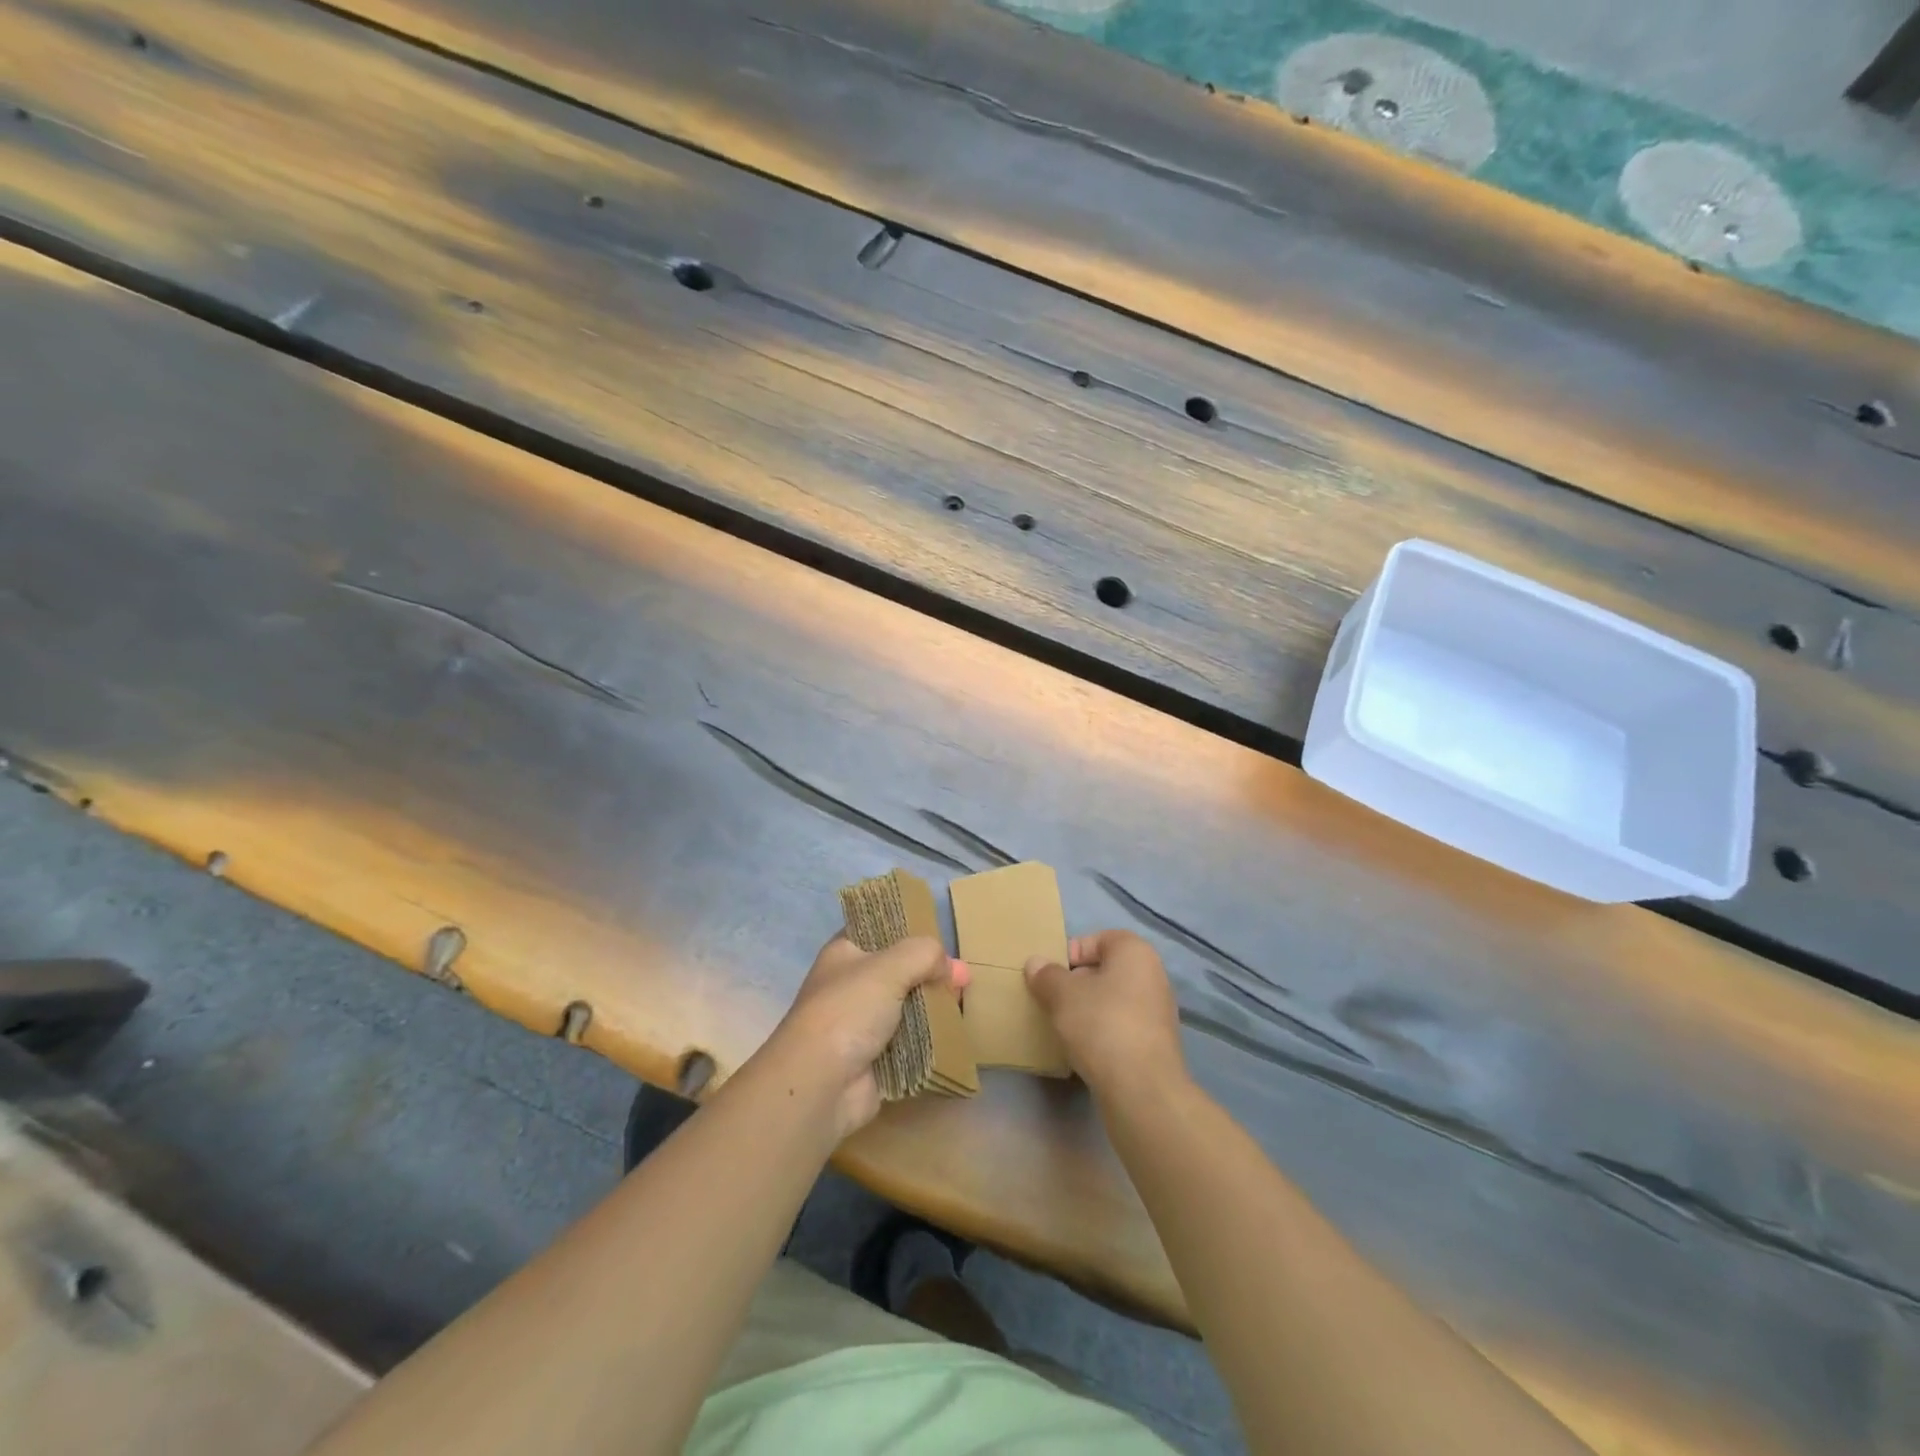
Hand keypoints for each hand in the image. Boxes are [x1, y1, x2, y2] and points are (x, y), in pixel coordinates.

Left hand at [761, 935, 966, 1138]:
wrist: (821, 1084)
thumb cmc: (848, 1011)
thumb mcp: (888, 967)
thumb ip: (923, 954)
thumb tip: (949, 966)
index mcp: (845, 953)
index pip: (879, 929)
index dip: (909, 930)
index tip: (940, 936)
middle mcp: (853, 984)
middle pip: (900, 970)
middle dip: (931, 972)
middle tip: (965, 977)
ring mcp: (864, 1023)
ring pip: (908, 1007)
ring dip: (934, 1007)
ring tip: (965, 1004)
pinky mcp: (878, 1057)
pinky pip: (912, 1042)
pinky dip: (931, 1039)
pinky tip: (957, 1033)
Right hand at [1025, 929, 1185, 1097]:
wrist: (1142, 1089)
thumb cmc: (1101, 1024)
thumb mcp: (1062, 995)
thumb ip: (1047, 975)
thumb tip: (1035, 963)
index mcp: (1135, 951)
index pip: (1098, 939)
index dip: (1070, 953)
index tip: (1050, 976)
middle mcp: (1153, 974)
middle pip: (1105, 969)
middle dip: (1077, 983)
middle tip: (1052, 1000)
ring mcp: (1158, 1010)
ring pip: (1113, 999)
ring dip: (1088, 1009)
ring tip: (1064, 1026)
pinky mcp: (1156, 1043)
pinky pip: (1121, 1025)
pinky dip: (1102, 1031)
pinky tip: (1084, 1049)